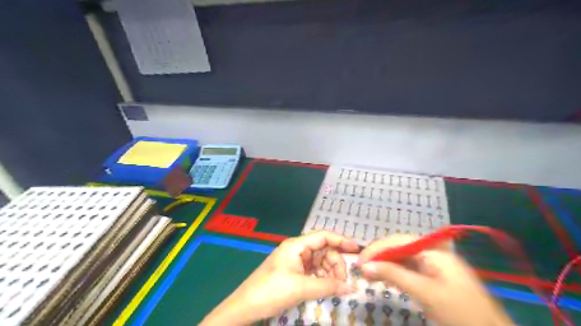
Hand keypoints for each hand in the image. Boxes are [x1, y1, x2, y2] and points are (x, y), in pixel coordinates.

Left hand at [203, 231, 361, 323]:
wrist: (246, 306)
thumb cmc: (271, 290)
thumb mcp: (300, 287)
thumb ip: (328, 286)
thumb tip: (352, 288)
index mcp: (297, 245)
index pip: (323, 236)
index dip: (341, 240)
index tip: (356, 249)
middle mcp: (298, 250)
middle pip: (324, 250)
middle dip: (336, 263)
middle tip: (344, 280)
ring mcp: (296, 262)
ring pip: (321, 262)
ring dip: (330, 272)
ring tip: (336, 286)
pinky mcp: (295, 273)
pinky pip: (315, 272)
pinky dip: (323, 278)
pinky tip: (328, 287)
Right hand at [360, 234, 511, 325]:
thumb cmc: (459, 311)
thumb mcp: (424, 292)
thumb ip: (394, 275)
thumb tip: (365, 266)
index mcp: (433, 250)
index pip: (397, 241)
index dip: (377, 249)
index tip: (359, 261)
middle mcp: (431, 252)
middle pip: (398, 248)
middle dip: (379, 257)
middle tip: (361, 269)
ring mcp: (432, 264)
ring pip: (401, 258)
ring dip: (384, 265)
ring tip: (367, 275)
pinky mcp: (432, 275)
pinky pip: (408, 269)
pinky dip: (394, 273)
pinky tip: (382, 277)